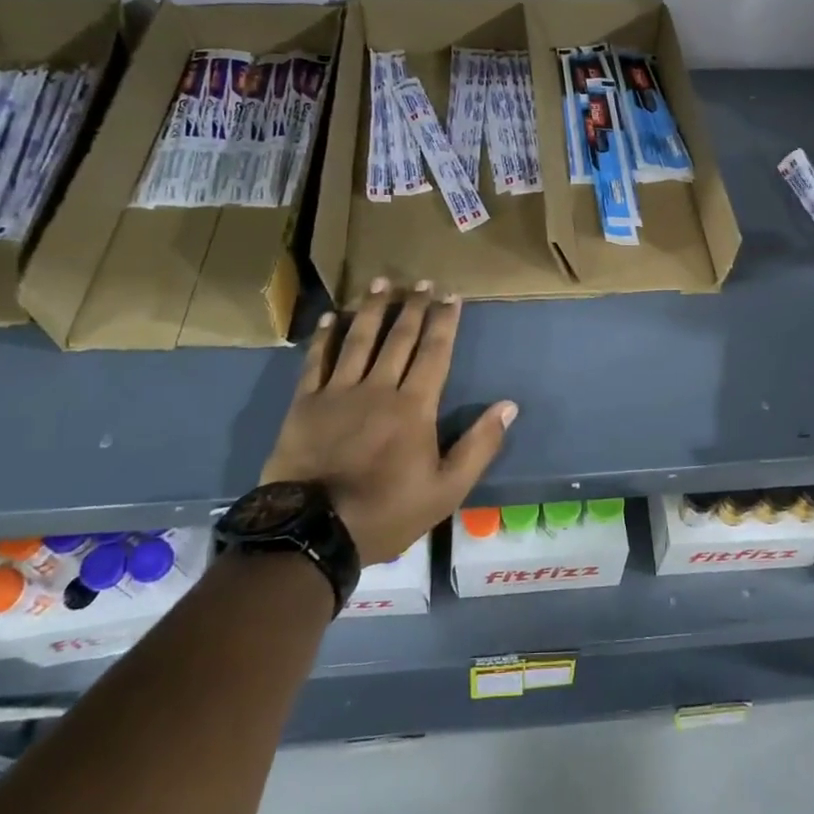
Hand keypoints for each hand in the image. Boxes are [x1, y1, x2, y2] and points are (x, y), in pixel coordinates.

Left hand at [260, 279, 516, 564]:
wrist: (313, 532)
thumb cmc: (386, 512)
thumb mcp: (446, 490)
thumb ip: (479, 446)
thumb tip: (508, 406)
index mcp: (414, 406)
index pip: (434, 352)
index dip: (444, 321)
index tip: (451, 295)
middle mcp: (378, 388)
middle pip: (399, 338)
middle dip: (413, 306)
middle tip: (421, 281)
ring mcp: (338, 392)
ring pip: (359, 340)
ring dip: (372, 309)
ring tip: (382, 282)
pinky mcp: (305, 403)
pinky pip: (316, 361)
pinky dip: (325, 337)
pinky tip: (332, 317)